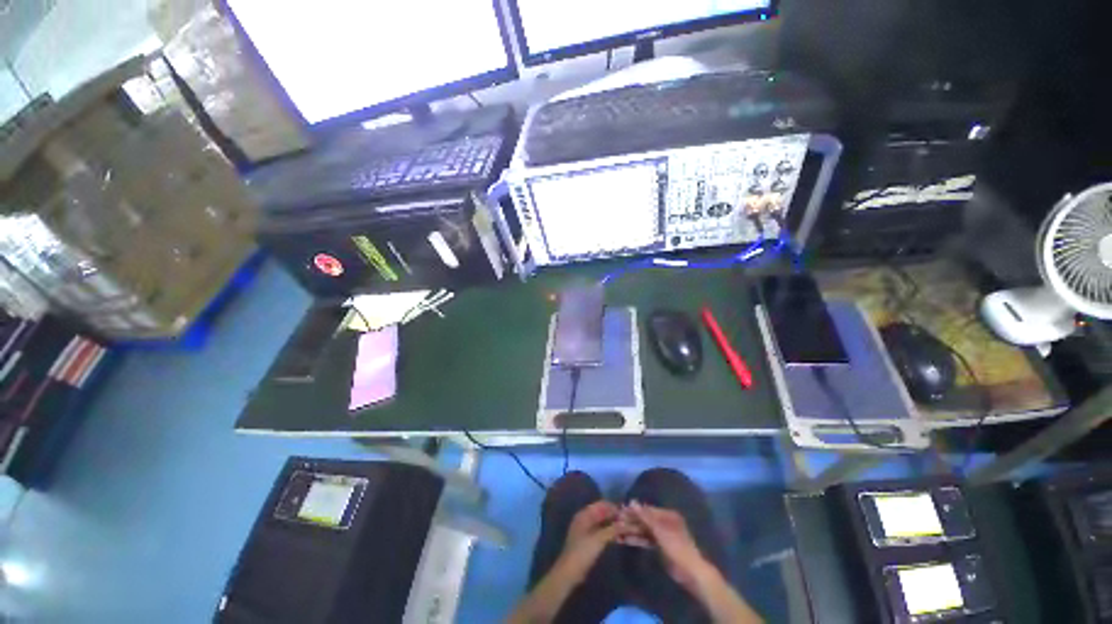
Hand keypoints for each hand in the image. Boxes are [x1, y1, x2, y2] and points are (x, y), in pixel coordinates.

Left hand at [556, 501, 630, 581]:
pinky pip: (601, 532)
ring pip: (603, 523)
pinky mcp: (589, 540)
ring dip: (613, 525)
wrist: (570, 572)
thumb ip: (613, 529)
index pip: (601, 504)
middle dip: (614, 517)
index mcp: (584, 514)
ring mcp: (586, 530)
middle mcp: (585, 519)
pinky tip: (619, 537)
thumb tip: (626, 522)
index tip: (626, 512)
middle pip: (602, 513)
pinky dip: (609, 533)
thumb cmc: (582, 552)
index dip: (613, 507)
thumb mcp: (599, 539)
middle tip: (629, 522)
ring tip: (627, 529)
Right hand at [624, 500, 715, 590]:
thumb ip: (645, 517)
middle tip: (616, 522)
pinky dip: (637, 540)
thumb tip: (631, 501)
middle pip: (645, 520)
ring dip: (632, 531)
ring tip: (617, 531)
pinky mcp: (660, 546)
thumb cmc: (677, 547)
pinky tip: (625, 540)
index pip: (647, 509)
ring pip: (644, 530)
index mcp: (668, 515)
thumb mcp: (660, 531)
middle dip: (631, 521)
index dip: (634, 510)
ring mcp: (662, 535)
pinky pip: (646, 540)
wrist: (690, 573)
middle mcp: (665, 522)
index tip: (620, 511)